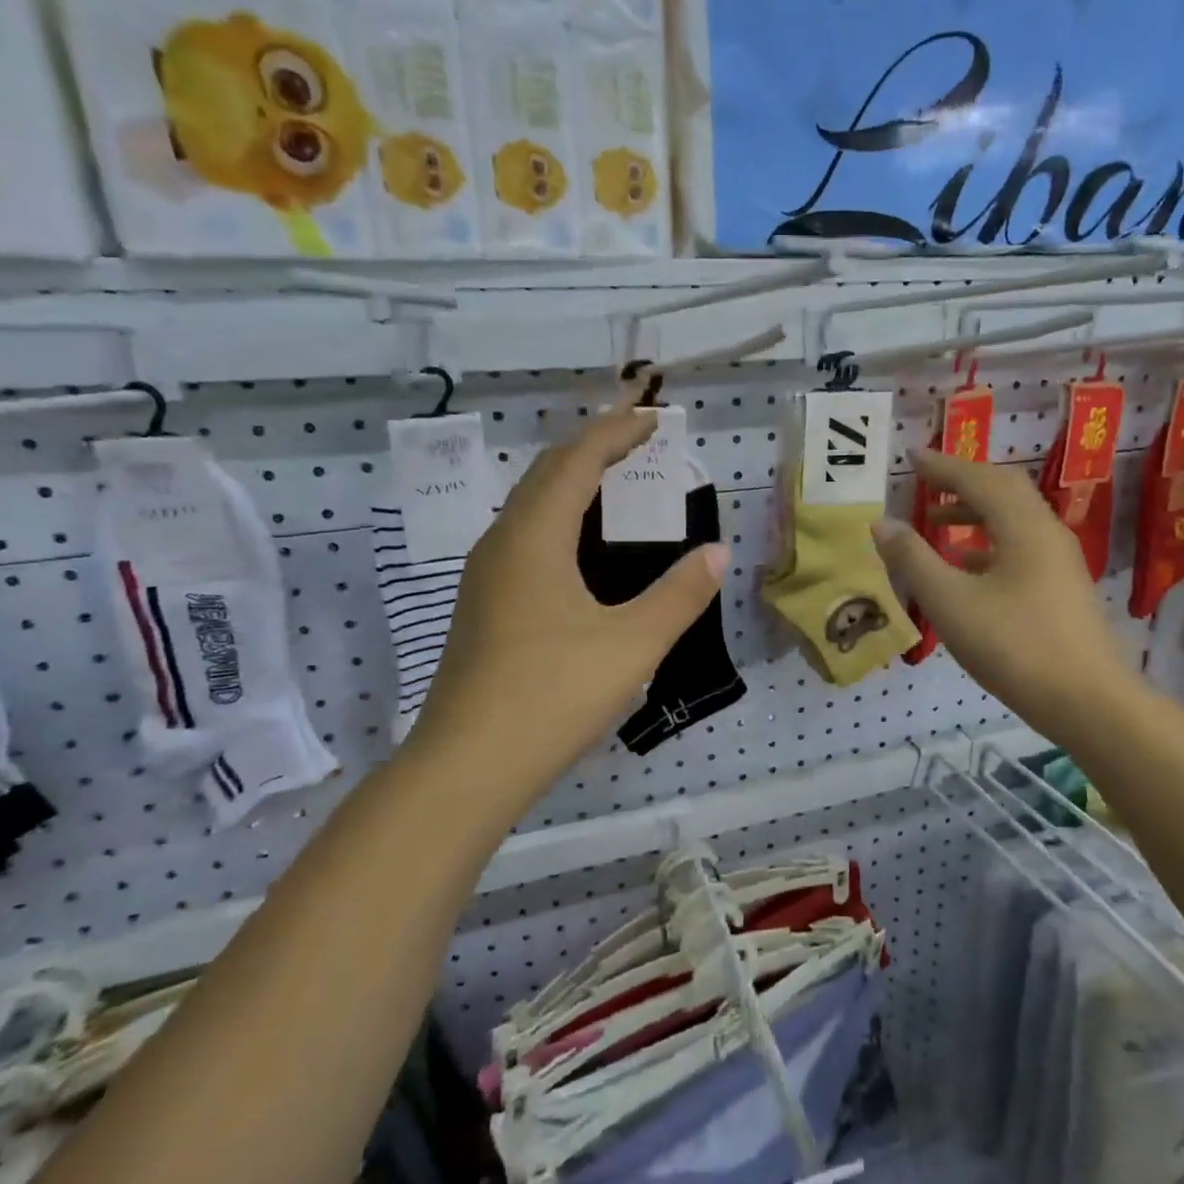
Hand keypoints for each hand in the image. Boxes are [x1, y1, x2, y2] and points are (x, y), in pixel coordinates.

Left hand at [407, 408, 726, 802]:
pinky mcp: (482, 607)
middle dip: (591, 449)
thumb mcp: (632, 644)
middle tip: (635, 440)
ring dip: (571, 484)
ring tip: (613, 484)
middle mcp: (502, 544)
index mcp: (534, 538)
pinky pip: (524, 538)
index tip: (650, 417)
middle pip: (546, 475)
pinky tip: (579, 551)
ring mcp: (485, 577)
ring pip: (529, 507)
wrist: (467, 766)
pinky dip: (559, 520)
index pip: (576, 461)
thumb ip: (680, 594)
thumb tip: (716, 552)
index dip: (614, 433)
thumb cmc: (553, 695)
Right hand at [872, 449, 1134, 739]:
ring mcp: (1059, 561)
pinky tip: (966, 568)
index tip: (913, 456)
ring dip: (975, 514)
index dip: (943, 466)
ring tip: (937, 524)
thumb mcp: (950, 603)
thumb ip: (913, 559)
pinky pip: (1020, 547)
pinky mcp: (1061, 588)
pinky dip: (988, 544)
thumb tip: (882, 523)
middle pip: (1004, 490)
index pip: (980, 479)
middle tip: (927, 481)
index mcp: (1023, 527)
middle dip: (963, 482)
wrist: (1087, 701)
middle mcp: (1047, 533)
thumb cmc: (1014, 646)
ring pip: (1014, 520)